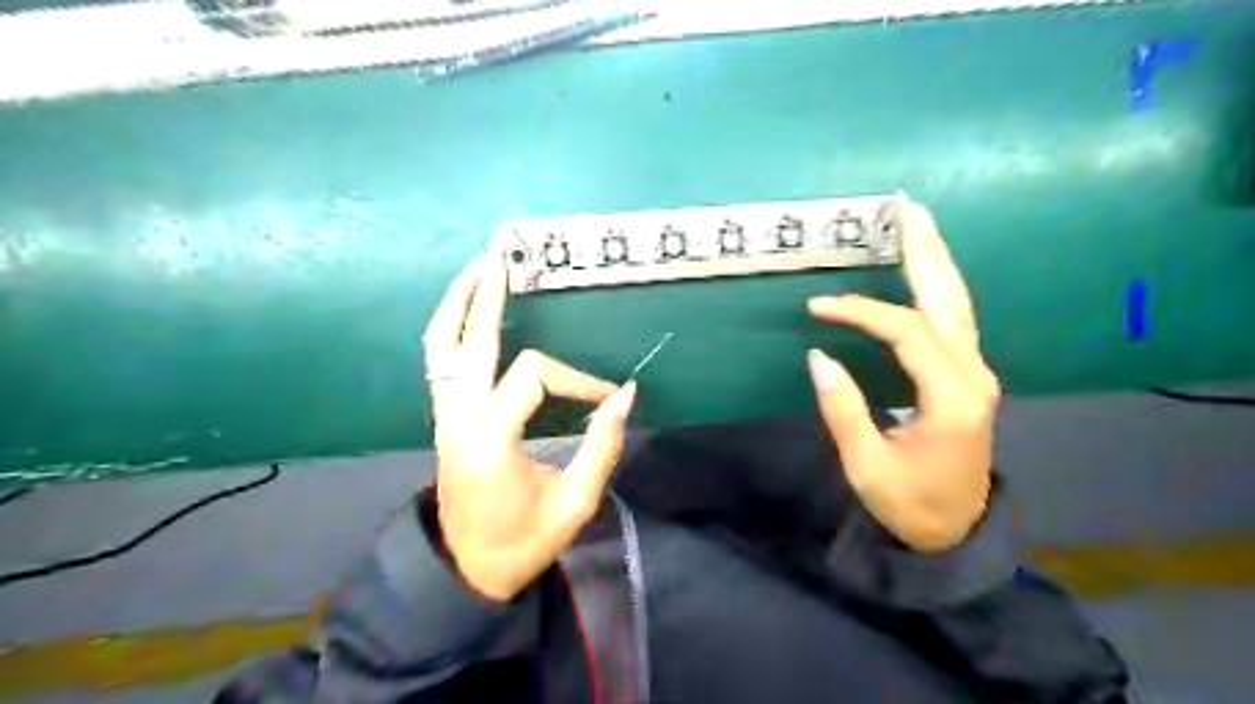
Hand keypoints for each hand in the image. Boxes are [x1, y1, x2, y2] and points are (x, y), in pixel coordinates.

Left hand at [425, 249, 639, 600]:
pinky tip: (465, 313)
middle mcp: (459, 419)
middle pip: (469, 342)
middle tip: (501, 259)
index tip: (609, 400)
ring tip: (477, 272)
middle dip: (488, 298)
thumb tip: (625, 397)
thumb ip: (602, 446)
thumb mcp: (575, 503)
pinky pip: (438, 363)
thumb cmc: (523, 541)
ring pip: (439, 347)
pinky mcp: (443, 418)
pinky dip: (449, 329)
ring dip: (457, 305)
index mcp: (492, 439)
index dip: (578, 380)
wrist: (468, 568)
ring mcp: (445, 416)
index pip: (534, 377)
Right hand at [814, 194, 1002, 548]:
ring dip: (936, 259)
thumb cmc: (909, 501)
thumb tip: (818, 355)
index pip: (906, 332)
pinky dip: (937, 285)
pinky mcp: (968, 374)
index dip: (861, 312)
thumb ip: (843, 408)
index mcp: (952, 397)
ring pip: (958, 302)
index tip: (818, 308)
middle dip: (926, 250)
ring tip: (917, 222)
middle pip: (950, 298)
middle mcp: (973, 374)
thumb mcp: (866, 465)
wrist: (955, 528)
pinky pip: (954, 317)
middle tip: (905, 206)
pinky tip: (923, 267)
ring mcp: (976, 371)